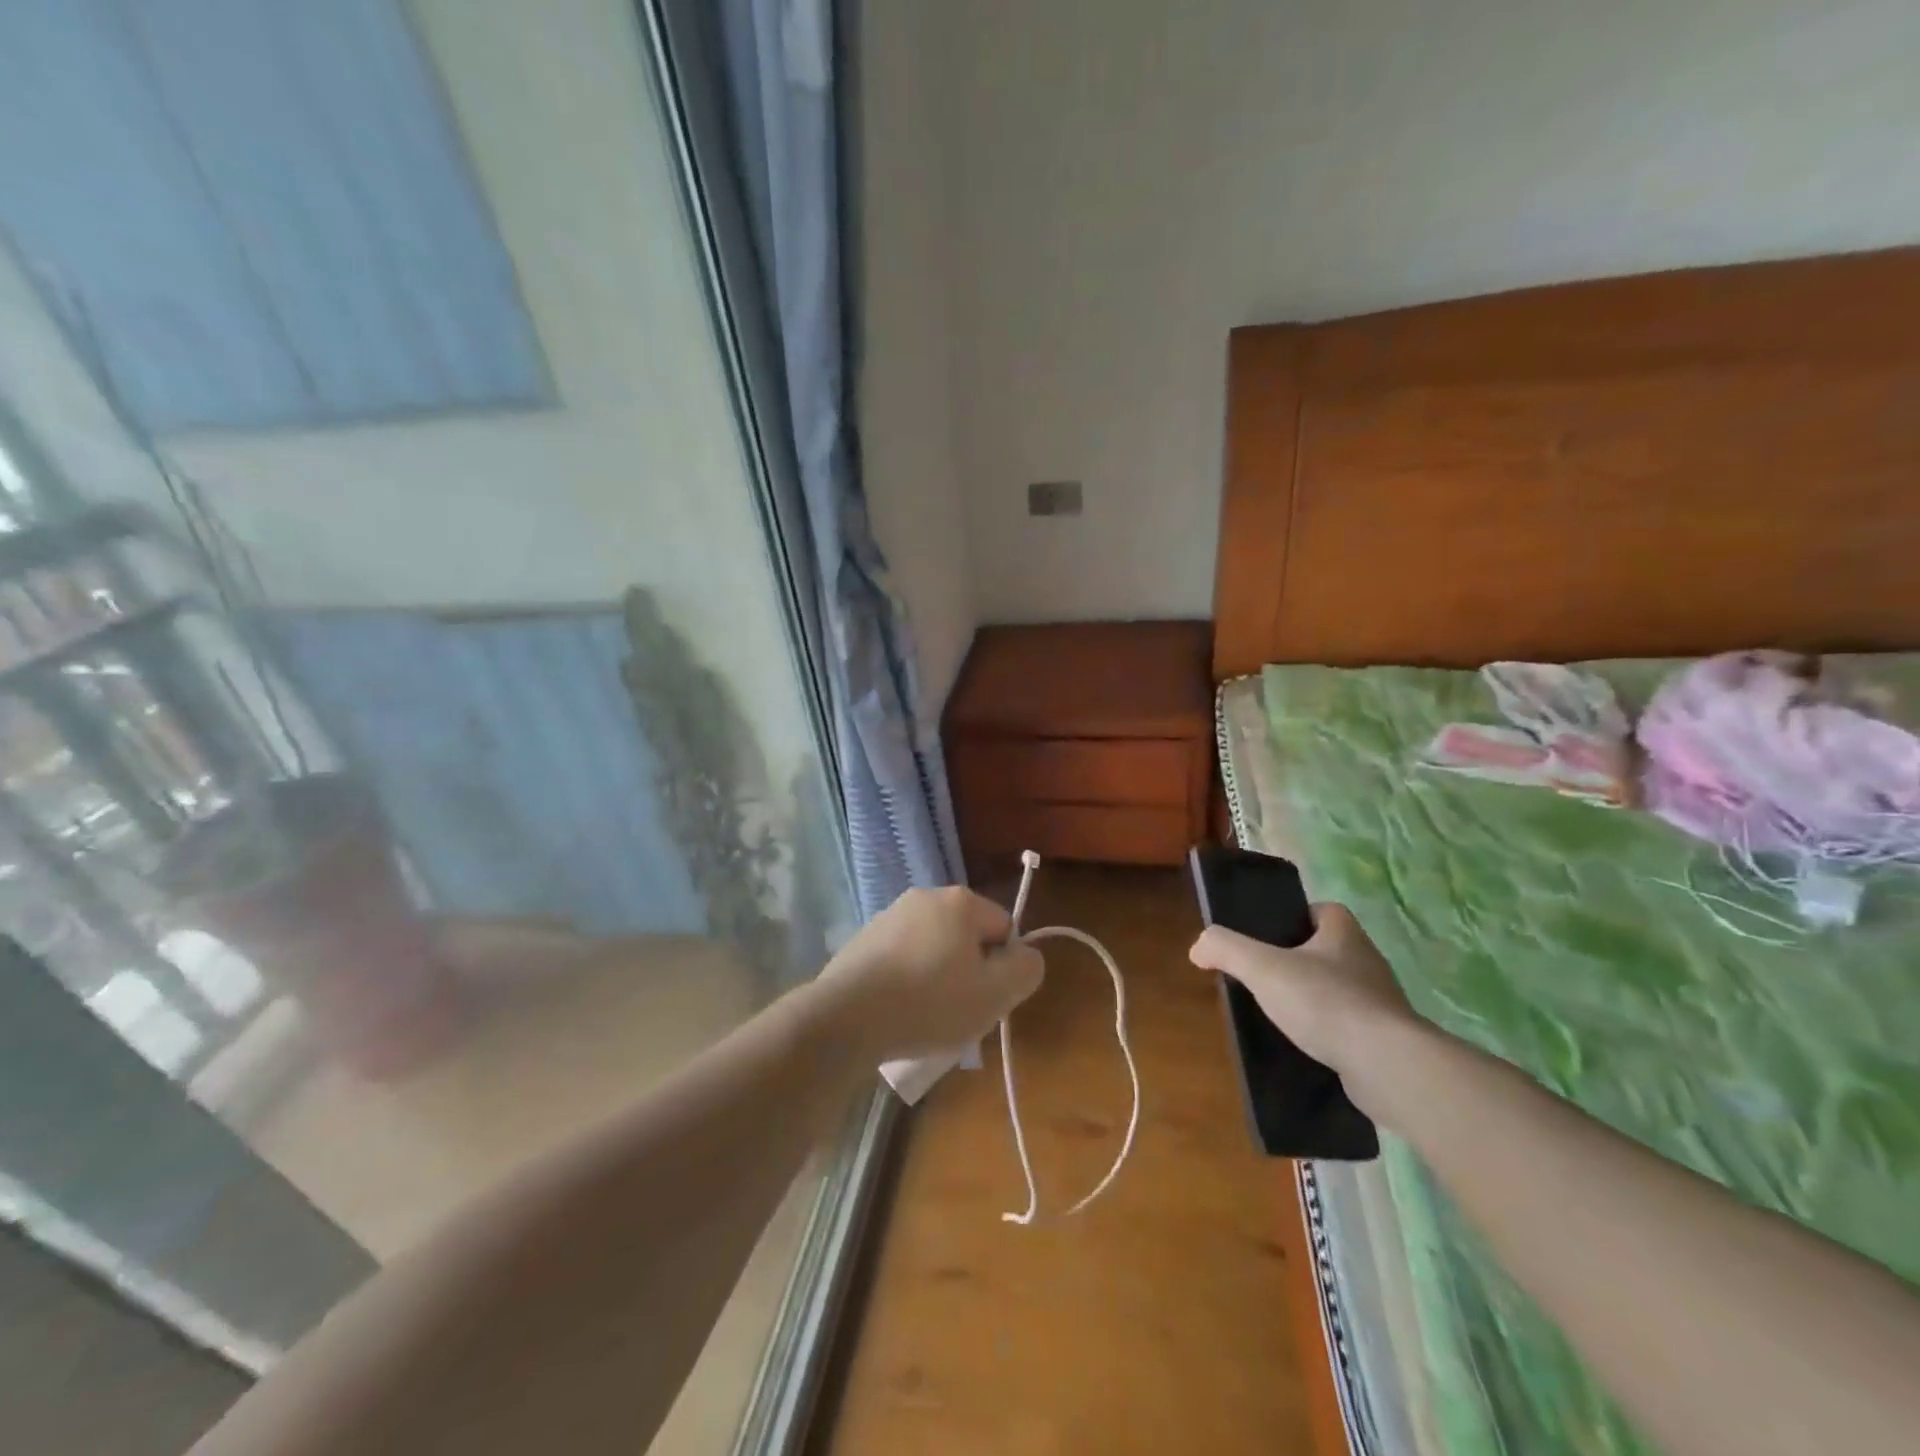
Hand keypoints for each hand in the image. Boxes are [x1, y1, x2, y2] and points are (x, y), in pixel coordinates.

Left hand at [810, 886, 1044, 1062]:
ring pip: (932, 948)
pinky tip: (898, 1012)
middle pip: (966, 936)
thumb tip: (1027, 956)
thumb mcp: (995, 994)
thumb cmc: (930, 1002)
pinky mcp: (863, 940)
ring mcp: (889, 916)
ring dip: (937, 977)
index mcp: (960, 901)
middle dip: (969, 971)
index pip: (1004, 927)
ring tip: (926, 1017)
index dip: (1003, 966)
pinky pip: (901, 959)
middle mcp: (924, 897)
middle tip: (960, 1010)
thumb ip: (1025, 970)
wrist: (847, 1017)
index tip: (987, 997)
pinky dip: (906, 981)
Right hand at [1188, 904, 1416, 1074]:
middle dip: (1299, 961)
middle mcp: (1368, 960)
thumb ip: (1226, 948)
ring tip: (1280, 1015)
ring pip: (1339, 990)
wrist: (1387, 1065)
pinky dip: (1328, 1033)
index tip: (1268, 936)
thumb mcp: (1262, 967)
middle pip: (1327, 950)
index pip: (1321, 911)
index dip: (1295, 918)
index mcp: (1344, 932)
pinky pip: (1350, 1027)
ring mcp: (1381, 1002)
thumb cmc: (1325, 1001)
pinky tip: (1305, 1046)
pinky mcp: (1386, 1039)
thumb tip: (1198, 947)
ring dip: (1314, 999)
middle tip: (1264, 976)